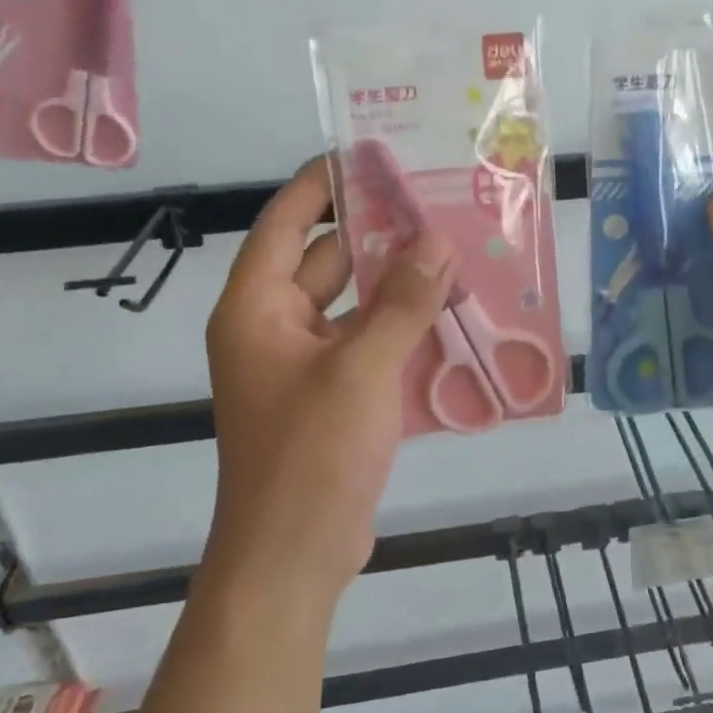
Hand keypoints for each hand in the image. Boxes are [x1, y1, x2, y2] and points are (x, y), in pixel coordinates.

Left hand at [204, 158, 453, 609]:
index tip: (372, 155)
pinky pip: (368, 344)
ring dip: (398, 284)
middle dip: (379, 235)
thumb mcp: (361, 369)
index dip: (324, 183)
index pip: (288, 223)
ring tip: (455, 253)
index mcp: (257, 308)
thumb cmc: (312, 455)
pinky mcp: (332, 396)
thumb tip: (437, 239)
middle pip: (327, 260)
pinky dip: (402, 328)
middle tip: (436, 204)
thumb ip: (402, 302)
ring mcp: (304, 365)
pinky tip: (451, 315)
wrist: (294, 557)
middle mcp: (274, 327)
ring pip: (354, 305)